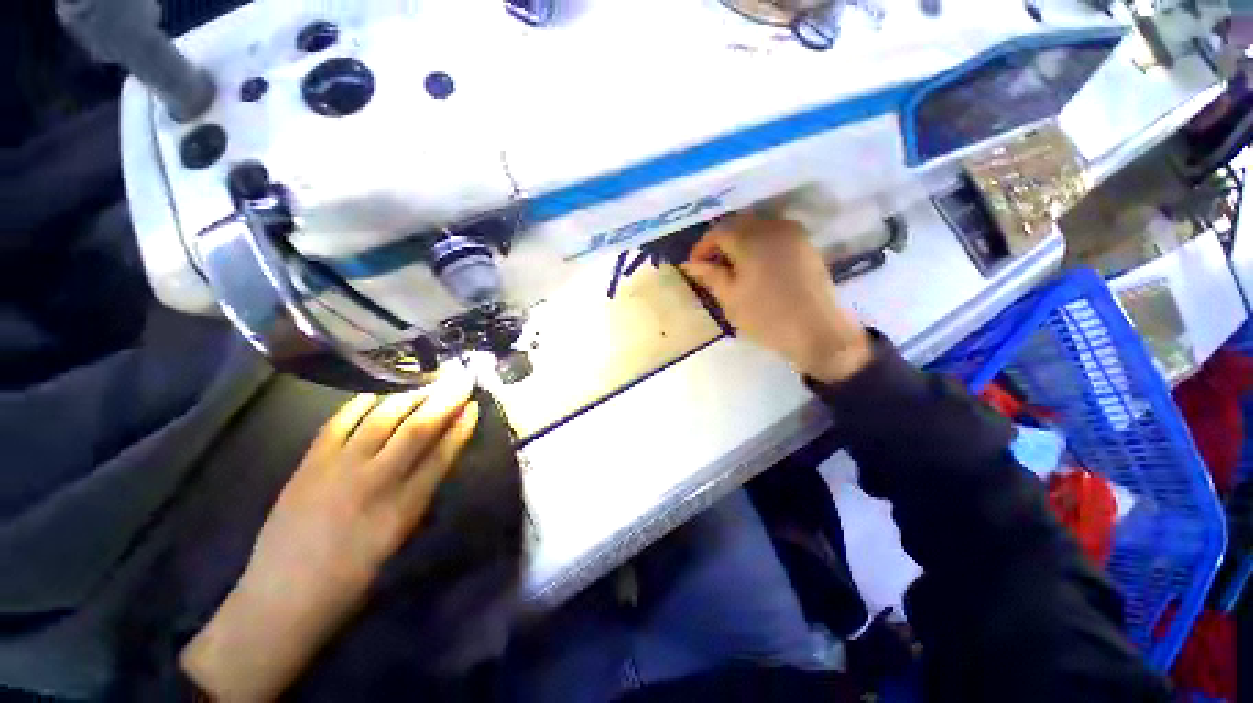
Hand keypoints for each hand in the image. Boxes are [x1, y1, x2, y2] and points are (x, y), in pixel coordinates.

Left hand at [180, 369, 479, 701]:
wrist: (282, 598)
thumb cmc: (351, 578)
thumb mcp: (398, 540)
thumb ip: (418, 496)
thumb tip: (434, 460)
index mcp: (404, 508)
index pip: (442, 455)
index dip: (461, 428)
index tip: (474, 406)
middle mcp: (375, 482)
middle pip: (417, 430)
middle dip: (443, 401)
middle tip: (459, 380)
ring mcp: (338, 470)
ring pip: (381, 420)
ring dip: (408, 397)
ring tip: (425, 383)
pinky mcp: (309, 465)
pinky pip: (338, 424)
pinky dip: (359, 405)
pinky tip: (374, 394)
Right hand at [681, 213, 871, 382]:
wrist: (817, 332)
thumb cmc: (767, 318)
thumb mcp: (731, 299)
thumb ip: (710, 276)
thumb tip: (690, 264)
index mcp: (751, 240)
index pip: (718, 232)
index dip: (702, 247)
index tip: (693, 266)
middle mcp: (773, 227)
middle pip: (738, 224)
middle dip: (720, 241)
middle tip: (710, 265)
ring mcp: (793, 234)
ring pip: (757, 226)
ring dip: (739, 240)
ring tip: (731, 265)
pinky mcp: (806, 244)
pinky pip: (775, 233)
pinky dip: (759, 242)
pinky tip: (755, 264)